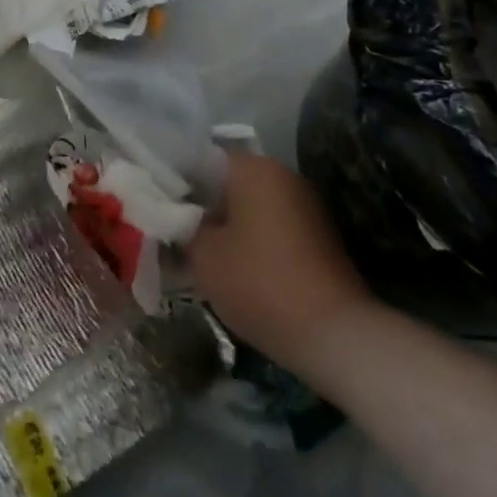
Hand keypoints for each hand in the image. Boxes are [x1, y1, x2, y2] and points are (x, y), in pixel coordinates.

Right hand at [186, 151, 376, 374]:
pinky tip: (236, 269)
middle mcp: (281, 174)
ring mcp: (304, 203)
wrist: (338, 336)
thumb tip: (178, 219)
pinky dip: (251, 240)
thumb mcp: (204, 257)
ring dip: (227, 225)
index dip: (175, 183)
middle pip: (226, 182)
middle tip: (175, 234)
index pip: (200, 160)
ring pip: (249, 205)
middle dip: (201, 206)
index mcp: (252, 167)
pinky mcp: (317, 235)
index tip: (158, 208)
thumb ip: (183, 228)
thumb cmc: (262, 284)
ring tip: (201, 255)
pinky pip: (271, 226)